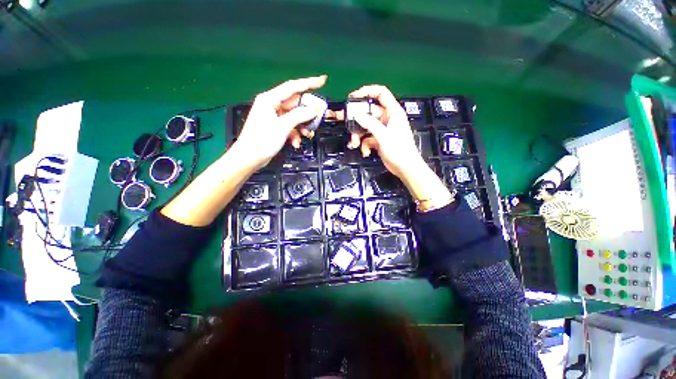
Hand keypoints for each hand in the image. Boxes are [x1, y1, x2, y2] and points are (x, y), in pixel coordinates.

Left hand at [232, 75, 327, 169]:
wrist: (250, 158)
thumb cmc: (262, 140)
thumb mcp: (283, 126)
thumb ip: (300, 115)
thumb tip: (315, 109)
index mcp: (270, 99)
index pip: (293, 87)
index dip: (309, 83)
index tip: (323, 81)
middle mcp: (272, 105)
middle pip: (296, 104)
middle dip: (307, 113)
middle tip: (318, 118)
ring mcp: (274, 117)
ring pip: (295, 117)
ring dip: (302, 126)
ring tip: (307, 135)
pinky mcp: (276, 127)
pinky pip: (290, 126)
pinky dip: (295, 134)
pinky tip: (296, 143)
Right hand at [348, 85, 451, 205]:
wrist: (405, 168)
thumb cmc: (399, 149)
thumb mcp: (383, 135)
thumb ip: (370, 123)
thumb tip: (356, 114)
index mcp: (392, 112)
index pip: (380, 94)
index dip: (367, 92)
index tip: (353, 97)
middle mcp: (386, 119)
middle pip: (368, 113)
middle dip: (356, 118)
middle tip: (342, 118)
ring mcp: (382, 130)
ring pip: (365, 127)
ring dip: (358, 135)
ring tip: (354, 143)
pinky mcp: (379, 140)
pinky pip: (367, 139)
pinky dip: (364, 145)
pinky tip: (366, 152)